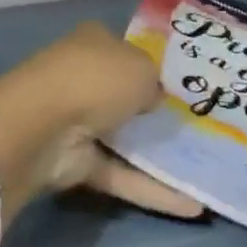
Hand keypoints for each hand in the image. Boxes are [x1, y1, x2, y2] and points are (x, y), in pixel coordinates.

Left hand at [0, 22, 202, 218]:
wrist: (43, 125)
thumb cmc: (96, 79)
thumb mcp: (141, 67)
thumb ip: (154, 82)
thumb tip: (154, 98)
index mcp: (94, 42)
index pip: (125, 50)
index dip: (151, 66)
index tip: (182, 85)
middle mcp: (84, 77)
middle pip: (124, 94)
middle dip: (154, 111)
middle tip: (197, 127)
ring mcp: (78, 121)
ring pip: (123, 138)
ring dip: (156, 154)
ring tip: (203, 168)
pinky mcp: (76, 162)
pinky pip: (121, 174)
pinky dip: (152, 189)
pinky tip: (192, 204)